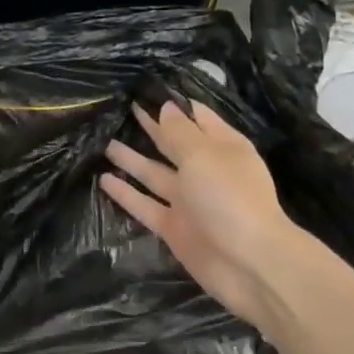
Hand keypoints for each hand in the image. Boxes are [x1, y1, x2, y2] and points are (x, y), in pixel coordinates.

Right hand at [102, 100, 294, 327]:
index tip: (149, 88)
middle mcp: (205, 171)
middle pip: (173, 144)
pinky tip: (104, 179)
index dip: (174, 104)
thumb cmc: (230, 198)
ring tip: (105, 142)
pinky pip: (145, 205)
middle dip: (152, 127)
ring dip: (132, 159)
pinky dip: (126, 193)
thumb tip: (166, 108)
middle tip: (123, 108)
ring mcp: (189, 201)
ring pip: (155, 174)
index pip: (197, 117)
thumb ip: (179, 133)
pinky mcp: (174, 227)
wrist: (249, 265)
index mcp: (223, 147)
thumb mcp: (203, 156)